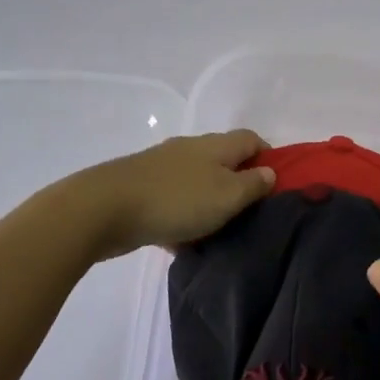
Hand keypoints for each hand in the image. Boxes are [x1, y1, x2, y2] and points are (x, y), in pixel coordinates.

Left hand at [57, 129, 275, 260]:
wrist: (104, 208)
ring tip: (219, 230)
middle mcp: (190, 148)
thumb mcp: (227, 196)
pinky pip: (173, 199)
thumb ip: (253, 185)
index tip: (275, 185)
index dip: (268, 157)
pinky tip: (183, 240)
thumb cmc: (176, 200)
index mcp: (216, 145)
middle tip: (249, 212)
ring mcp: (162, 166)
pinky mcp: (141, 187)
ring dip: (209, 201)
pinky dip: (183, 215)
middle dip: (238, 182)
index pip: (251, 139)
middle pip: (223, 159)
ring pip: (197, 181)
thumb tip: (269, 172)